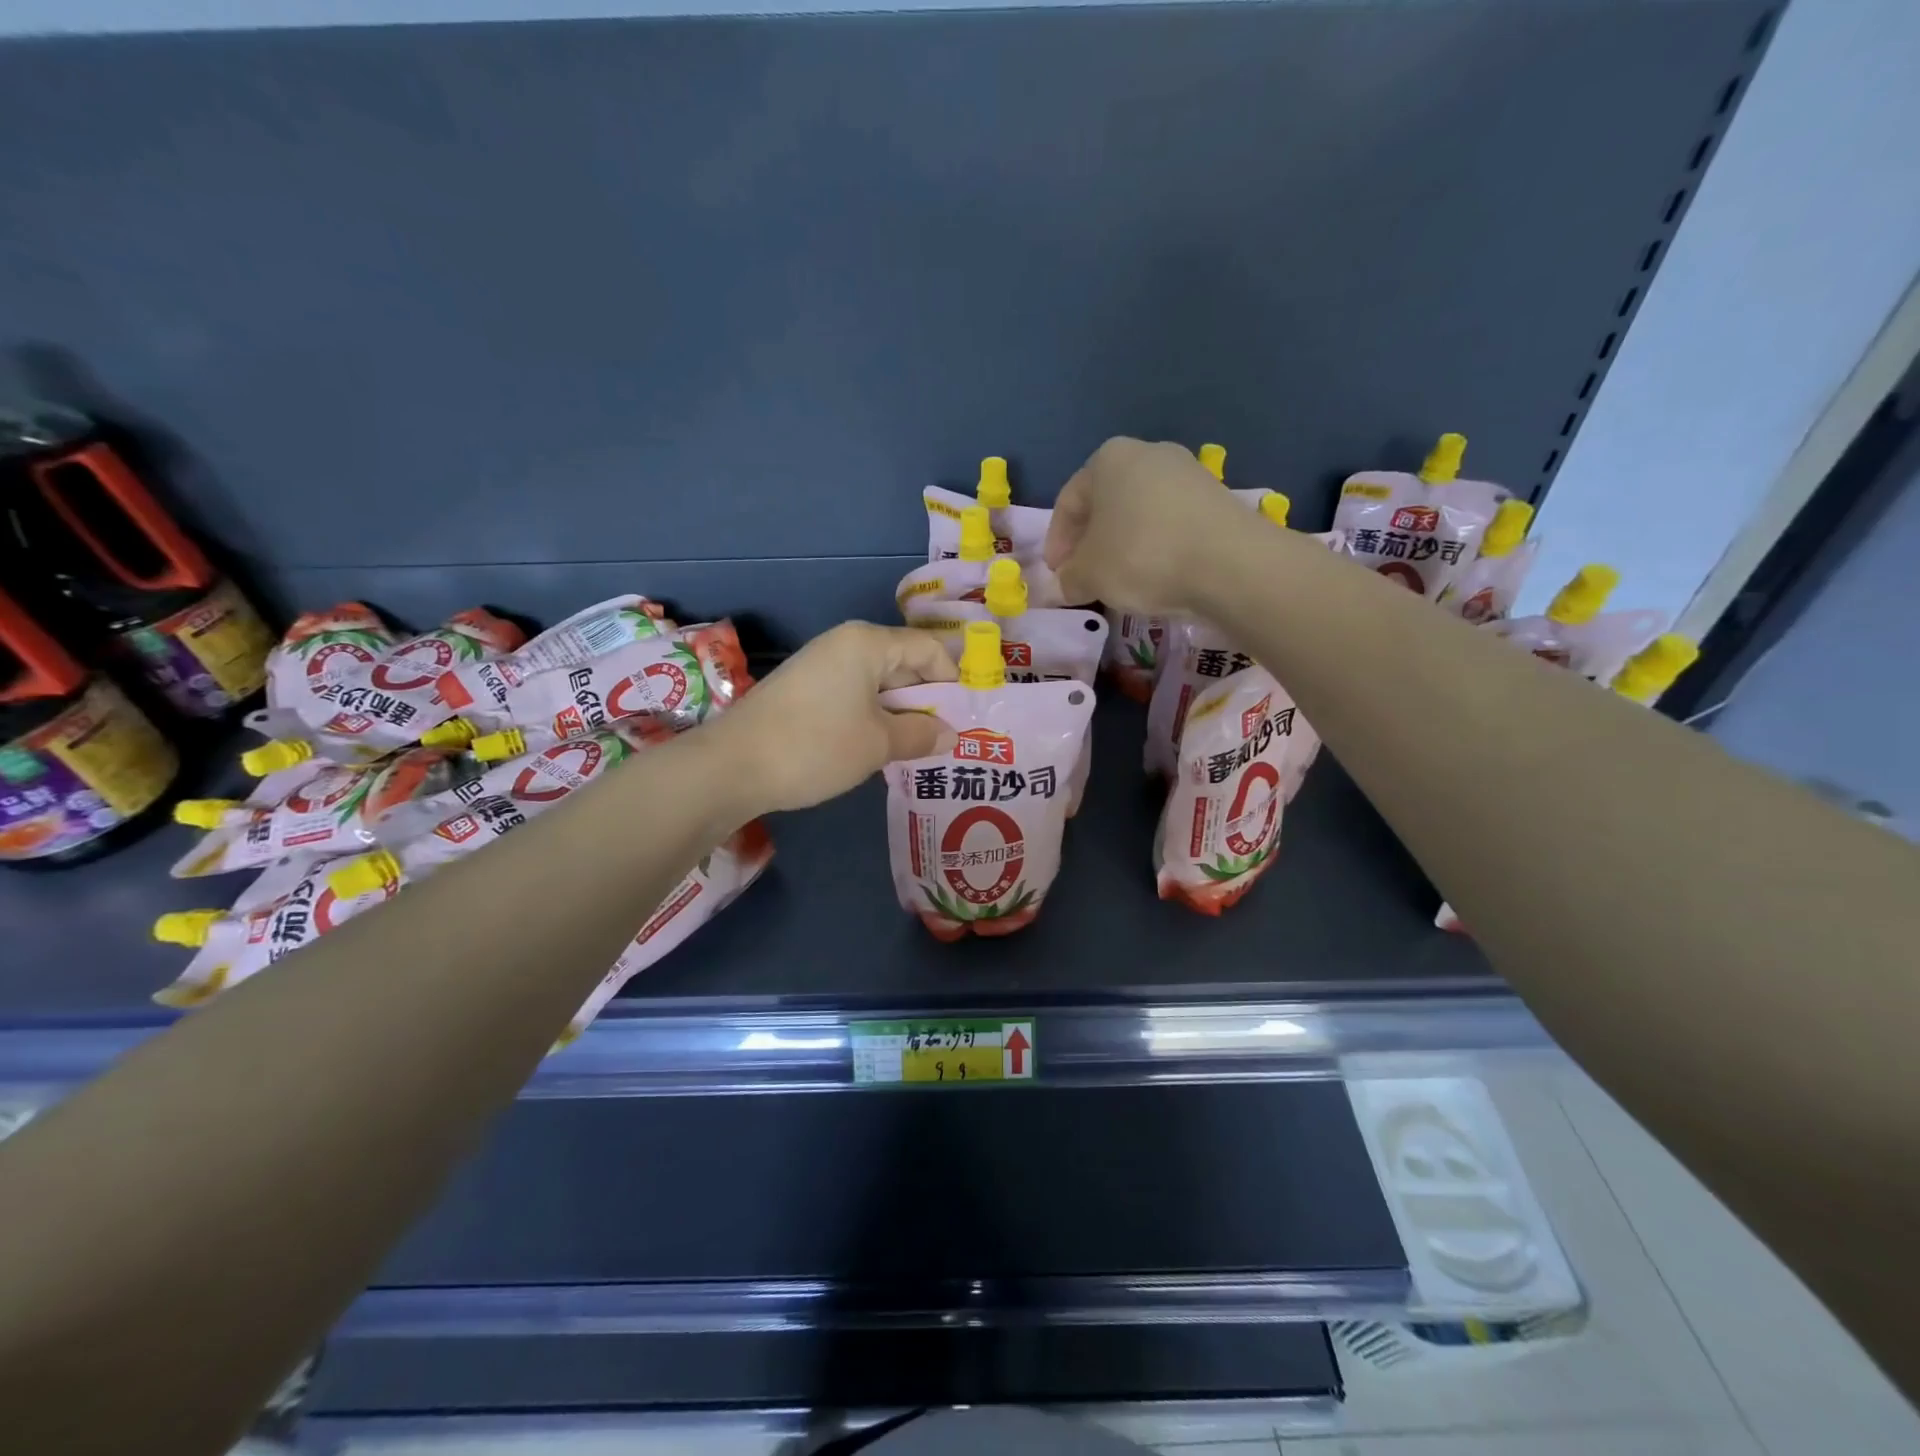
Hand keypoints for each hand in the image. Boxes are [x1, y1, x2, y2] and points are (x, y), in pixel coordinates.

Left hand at [704, 622, 957, 814]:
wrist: (732, 766)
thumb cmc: (816, 746)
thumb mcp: (878, 744)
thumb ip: (920, 735)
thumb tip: (950, 735)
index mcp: (868, 643)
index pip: (929, 649)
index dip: (952, 682)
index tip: (965, 719)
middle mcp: (845, 644)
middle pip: (903, 663)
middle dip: (927, 700)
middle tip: (946, 739)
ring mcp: (821, 666)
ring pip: (878, 683)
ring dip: (900, 713)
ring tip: (917, 749)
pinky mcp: (804, 690)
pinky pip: (853, 695)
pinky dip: (873, 717)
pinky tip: (879, 747)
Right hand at [1044, 437, 1243, 614]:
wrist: (1229, 563)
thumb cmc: (1141, 556)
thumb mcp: (1089, 575)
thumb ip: (1069, 578)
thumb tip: (1065, 585)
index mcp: (1108, 459)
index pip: (1068, 502)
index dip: (1056, 543)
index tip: (1056, 575)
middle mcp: (1149, 454)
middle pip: (1106, 504)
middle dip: (1091, 542)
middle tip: (1085, 577)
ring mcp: (1188, 472)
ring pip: (1140, 513)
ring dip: (1124, 545)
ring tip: (1121, 581)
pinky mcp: (1217, 498)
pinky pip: (1172, 524)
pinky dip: (1157, 547)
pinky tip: (1157, 575)